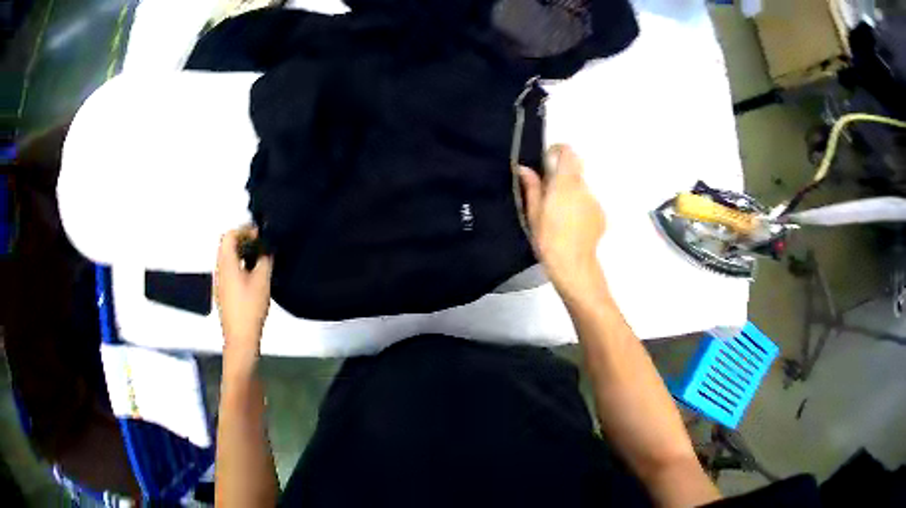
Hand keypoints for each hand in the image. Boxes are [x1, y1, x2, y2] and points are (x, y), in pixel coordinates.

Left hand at [215, 227, 272, 359]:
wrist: (240, 338)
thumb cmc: (249, 309)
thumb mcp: (262, 281)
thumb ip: (265, 260)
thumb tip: (267, 249)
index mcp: (226, 264)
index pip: (229, 236)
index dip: (244, 230)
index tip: (259, 234)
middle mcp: (219, 270)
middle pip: (226, 246)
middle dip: (243, 241)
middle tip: (261, 244)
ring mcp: (219, 283)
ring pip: (228, 259)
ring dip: (242, 254)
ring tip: (260, 259)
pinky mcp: (223, 294)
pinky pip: (229, 271)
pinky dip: (240, 266)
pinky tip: (254, 276)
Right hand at [519, 145, 605, 295]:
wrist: (573, 264)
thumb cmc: (548, 238)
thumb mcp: (534, 213)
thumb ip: (532, 187)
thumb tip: (524, 168)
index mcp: (565, 182)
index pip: (568, 152)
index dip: (558, 151)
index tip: (548, 160)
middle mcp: (583, 187)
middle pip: (574, 171)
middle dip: (562, 177)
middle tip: (549, 193)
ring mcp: (594, 201)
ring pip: (581, 189)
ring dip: (571, 194)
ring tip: (560, 215)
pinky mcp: (601, 215)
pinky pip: (588, 204)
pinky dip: (580, 208)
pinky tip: (571, 226)